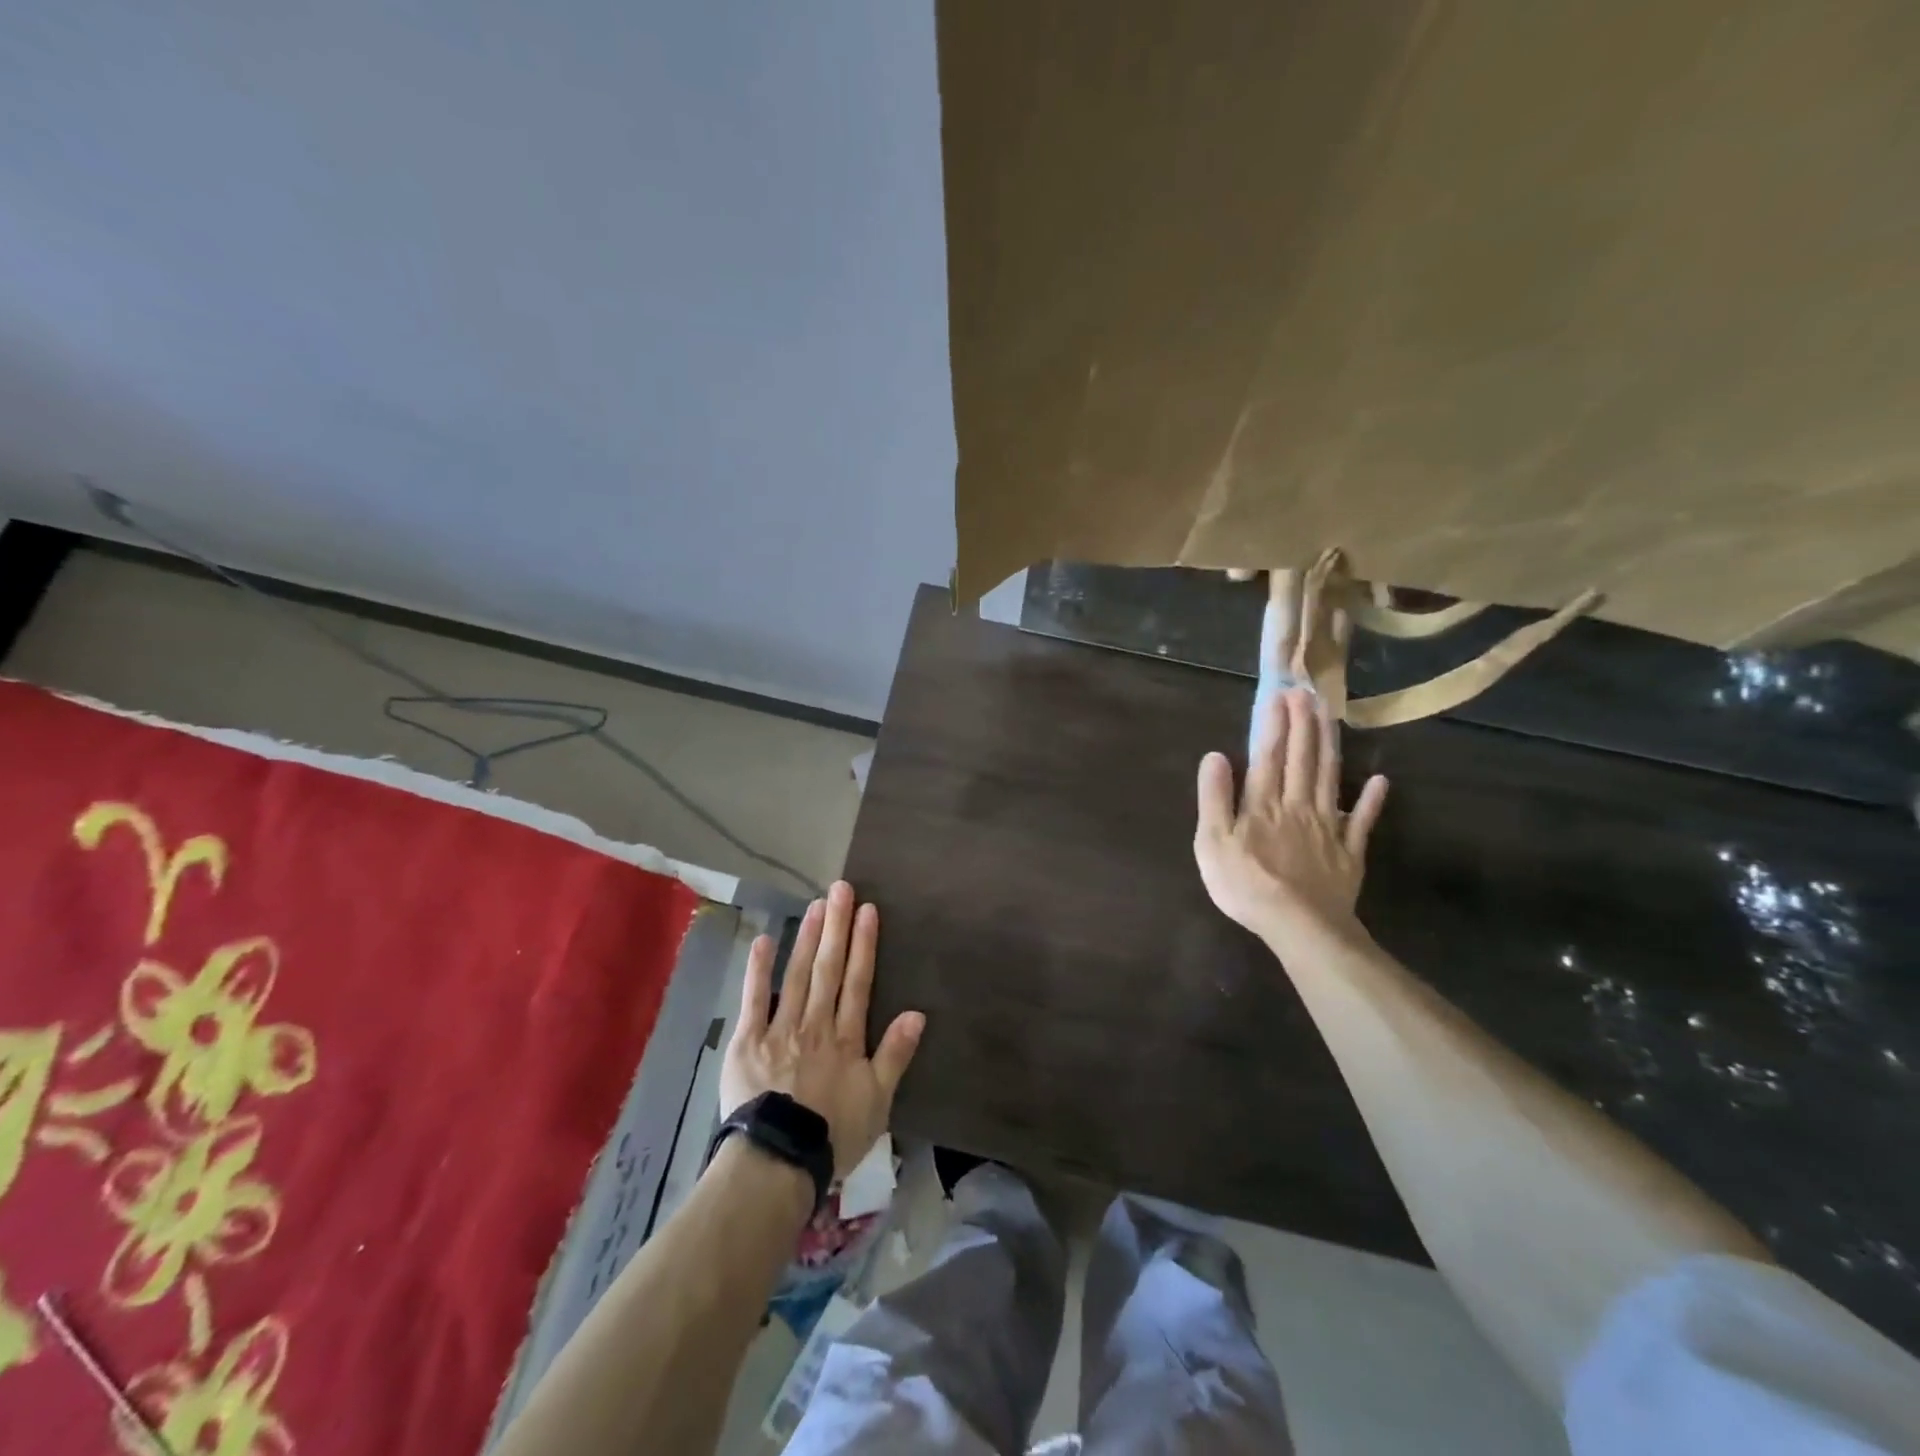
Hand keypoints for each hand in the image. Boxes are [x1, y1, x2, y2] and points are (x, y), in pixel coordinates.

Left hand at [721, 881, 925, 1179]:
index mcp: (846, 1038)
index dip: (864, 944)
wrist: (780, 1160)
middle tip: (840, 888)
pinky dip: (759, 969)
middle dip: (836, 927)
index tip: (867, 910)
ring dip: (807, 938)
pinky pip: (755, 999)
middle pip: (828, 969)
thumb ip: (895, 1054)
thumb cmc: (833, 1134)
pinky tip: (765, 940)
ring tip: (815, 905)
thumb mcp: (878, 1101)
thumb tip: (918, 1013)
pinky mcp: (749, 1041)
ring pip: (797, 975)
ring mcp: (781, 1029)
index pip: (858, 982)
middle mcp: (816, 1024)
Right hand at [1194, 686, 1388, 947]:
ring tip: (1330, 718)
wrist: (1300, 925)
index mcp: (1263, 804)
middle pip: (1302, 759)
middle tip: (1307, 694)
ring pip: (1330, 778)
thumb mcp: (1212, 842)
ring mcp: (1328, 827)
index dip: (1274, 724)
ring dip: (1329, 746)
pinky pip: (1362, 821)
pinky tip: (1381, 781)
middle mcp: (1297, 805)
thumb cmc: (1246, 885)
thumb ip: (1214, 797)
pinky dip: (1372, 800)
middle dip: (1304, 724)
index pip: (1268, 755)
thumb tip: (1215, 756)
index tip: (1279, 695)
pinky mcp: (1349, 851)